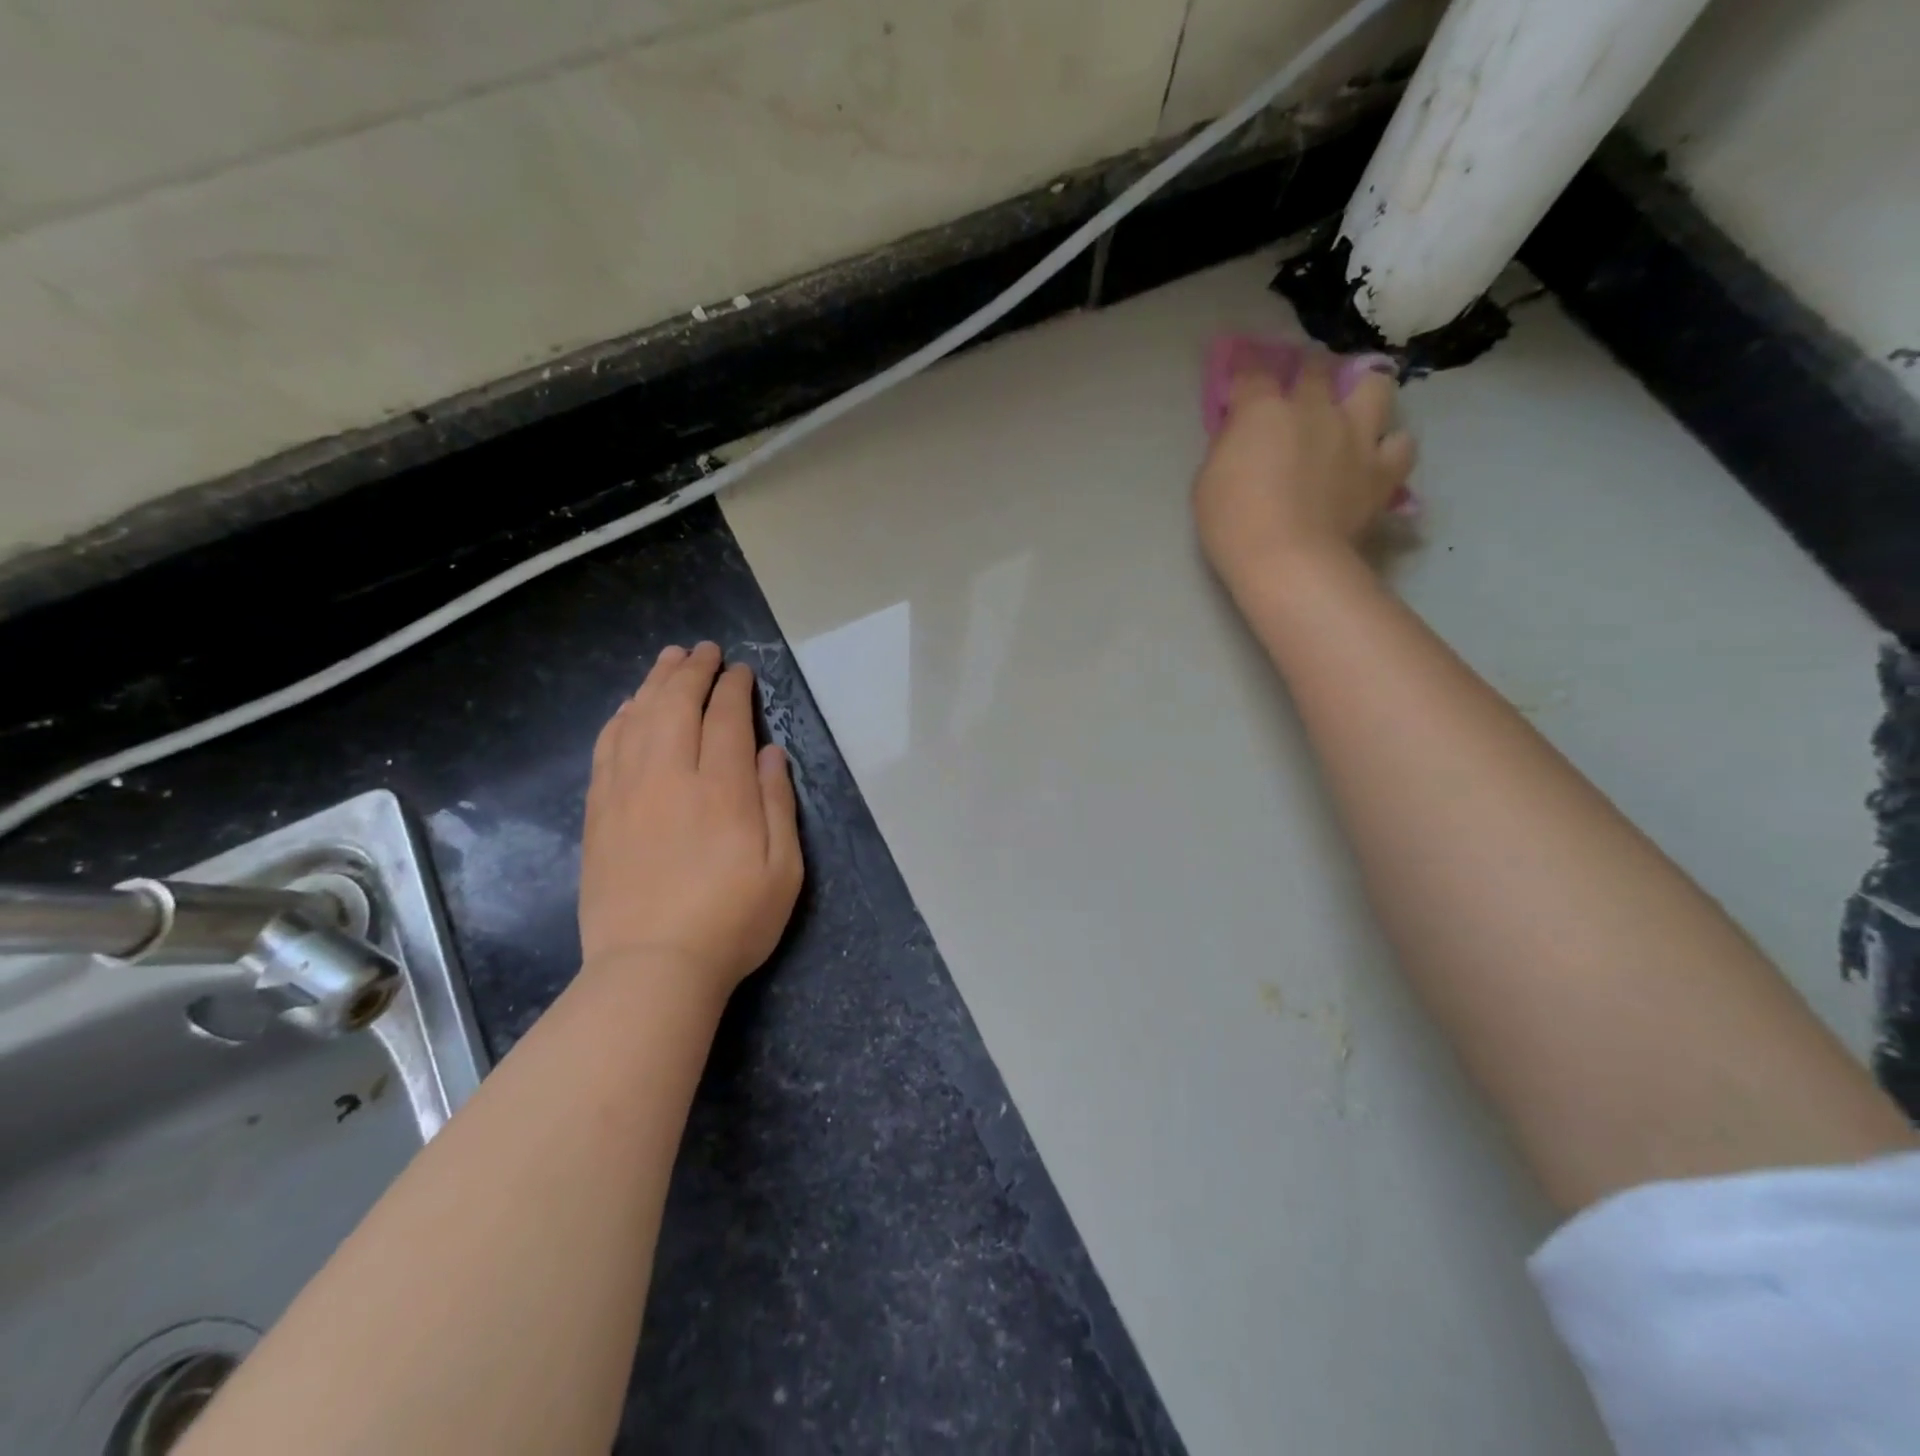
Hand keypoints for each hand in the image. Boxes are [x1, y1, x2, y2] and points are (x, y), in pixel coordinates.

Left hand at [579, 642, 803, 1002]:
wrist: (652, 967)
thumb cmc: (733, 921)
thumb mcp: (783, 869)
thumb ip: (778, 804)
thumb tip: (771, 751)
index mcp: (723, 789)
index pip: (726, 718)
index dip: (734, 688)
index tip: (740, 672)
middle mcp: (671, 777)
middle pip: (677, 705)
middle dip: (693, 671)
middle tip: (704, 651)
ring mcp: (627, 792)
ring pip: (638, 718)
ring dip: (654, 683)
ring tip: (668, 660)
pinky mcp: (599, 813)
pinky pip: (606, 748)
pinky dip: (620, 718)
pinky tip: (628, 708)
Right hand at [1192, 350, 1415, 596]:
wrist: (1288, 562)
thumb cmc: (1233, 525)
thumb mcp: (1207, 482)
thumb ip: (1227, 447)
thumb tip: (1239, 433)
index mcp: (1264, 410)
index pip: (1253, 373)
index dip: (1245, 375)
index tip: (1239, 388)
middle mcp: (1315, 409)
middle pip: (1315, 368)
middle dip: (1304, 372)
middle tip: (1297, 391)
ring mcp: (1356, 435)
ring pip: (1374, 387)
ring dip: (1361, 393)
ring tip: (1351, 412)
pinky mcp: (1383, 469)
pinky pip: (1400, 444)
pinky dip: (1389, 446)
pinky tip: (1375, 457)